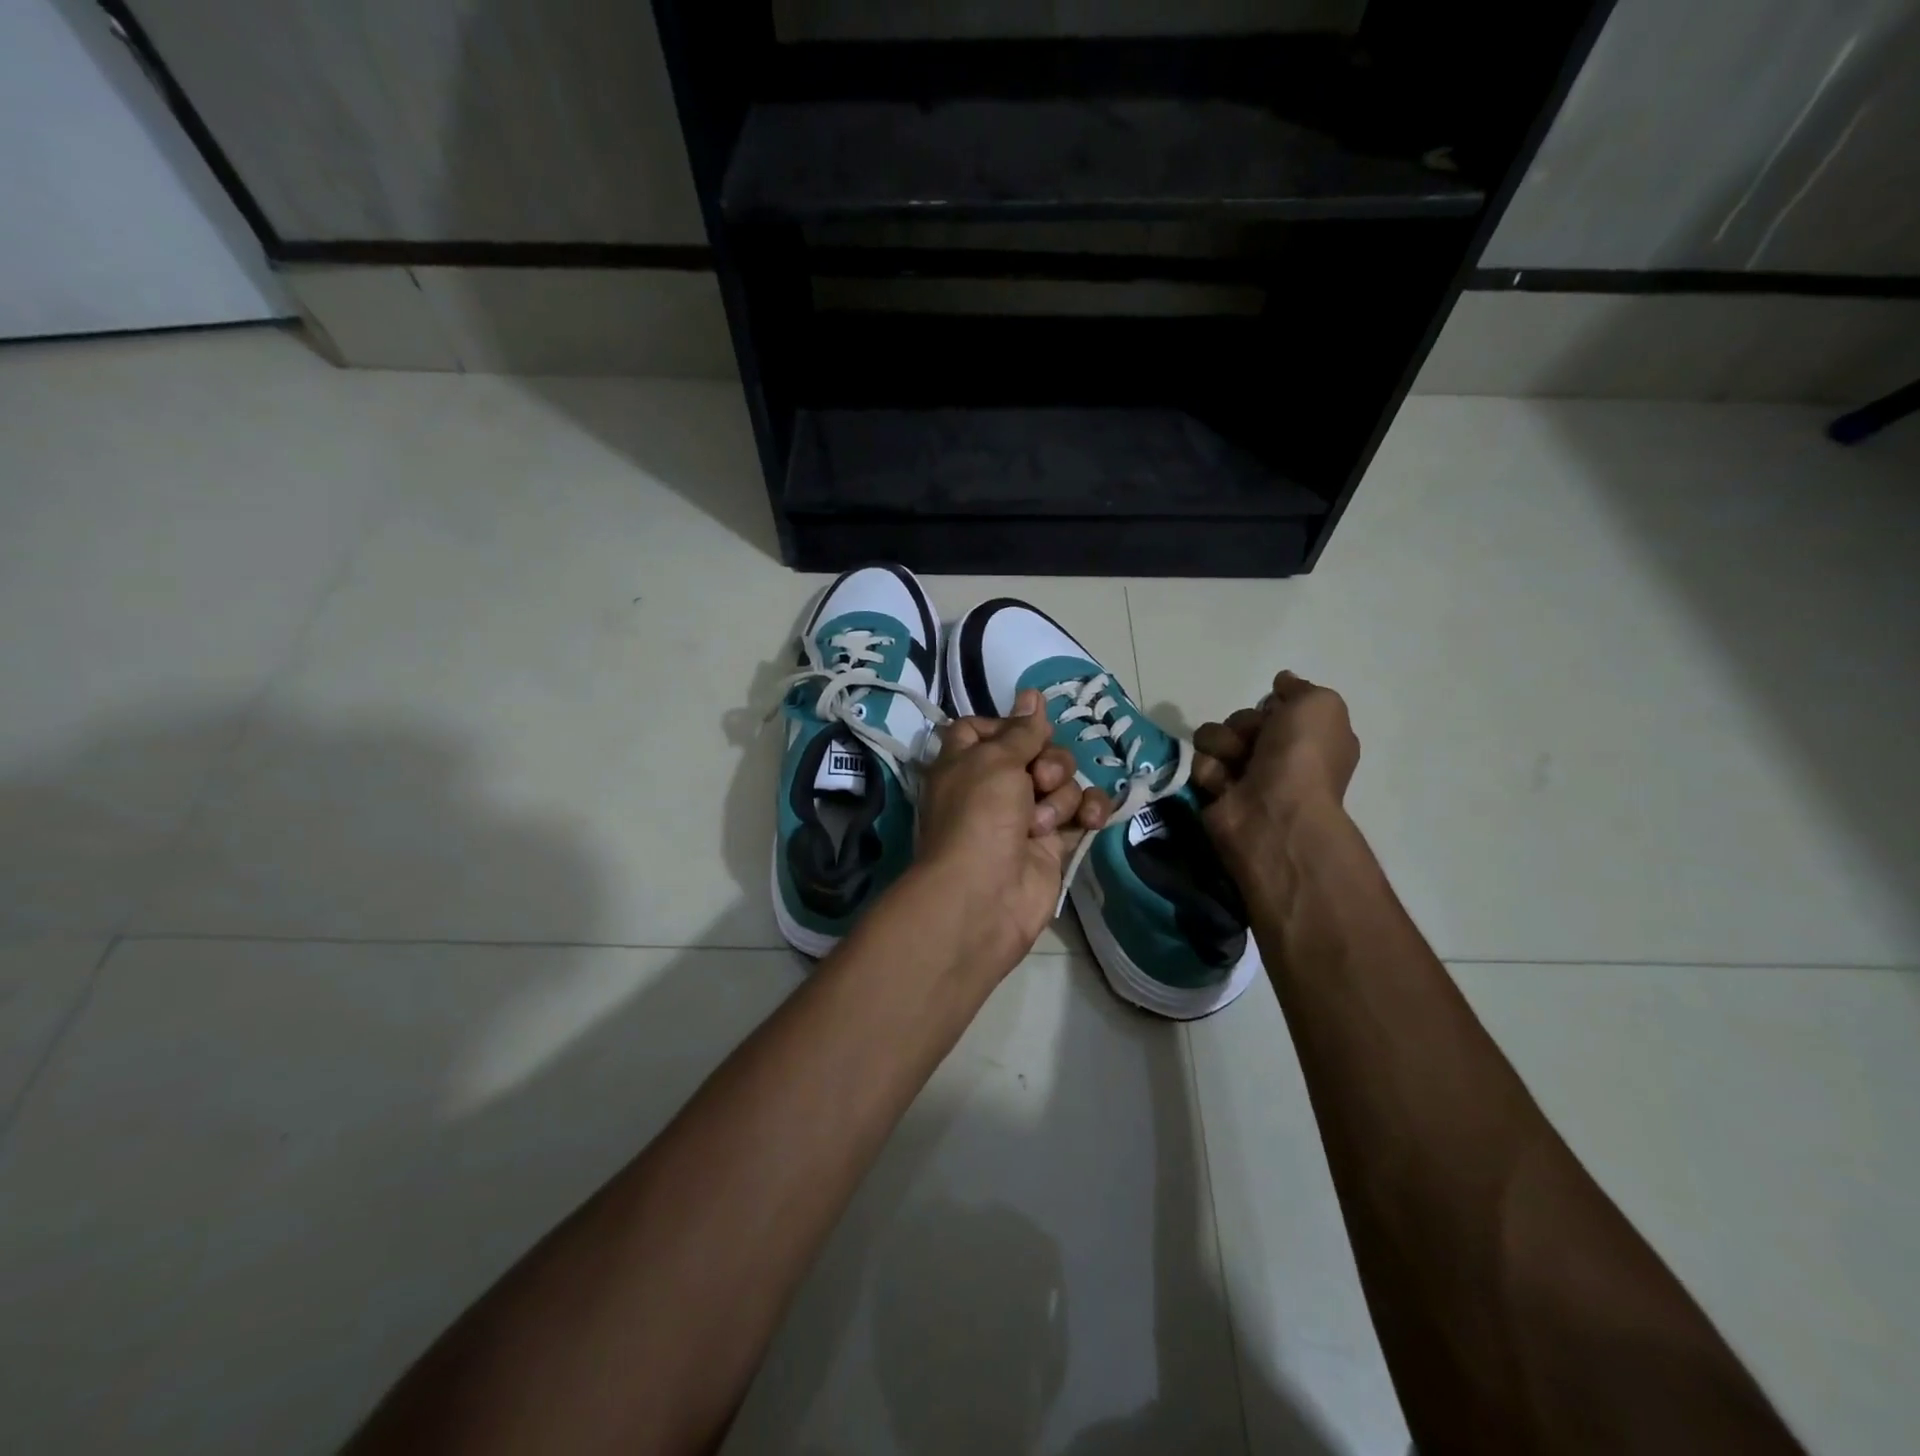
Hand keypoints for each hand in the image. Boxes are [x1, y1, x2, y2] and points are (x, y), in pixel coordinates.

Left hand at [915, 689, 1112, 968]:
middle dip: (1048, 761)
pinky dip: (1090, 812)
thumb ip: (1021, 730)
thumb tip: (1031, 695)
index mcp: (966, 761)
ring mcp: (1026, 815)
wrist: (984, 894)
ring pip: (1064, 781)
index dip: (1008, 726)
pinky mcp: (1054, 842)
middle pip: (1038, 752)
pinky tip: (1090, 821)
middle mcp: (995, 785)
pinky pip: (1082, 813)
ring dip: (1061, 795)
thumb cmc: (978, 815)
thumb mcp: (995, 760)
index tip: (1025, 729)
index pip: (984, 728)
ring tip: (1043, 821)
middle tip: (1039, 779)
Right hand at [1191, 671, 1358, 868]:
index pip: (1276, 708)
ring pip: (1215, 738)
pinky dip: (1210, 771)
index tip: (1276, 710)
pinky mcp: (1215, 793)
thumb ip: (1299, 688)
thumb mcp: (1320, 705)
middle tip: (1255, 742)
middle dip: (1242, 725)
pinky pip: (1200, 765)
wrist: (1275, 813)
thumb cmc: (1304, 757)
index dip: (1273, 706)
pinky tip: (1225, 785)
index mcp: (1309, 739)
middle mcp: (1278, 757)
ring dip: (1222, 745)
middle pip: (1241, 720)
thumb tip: (1282, 682)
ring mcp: (1245, 777)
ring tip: (1235, 764)